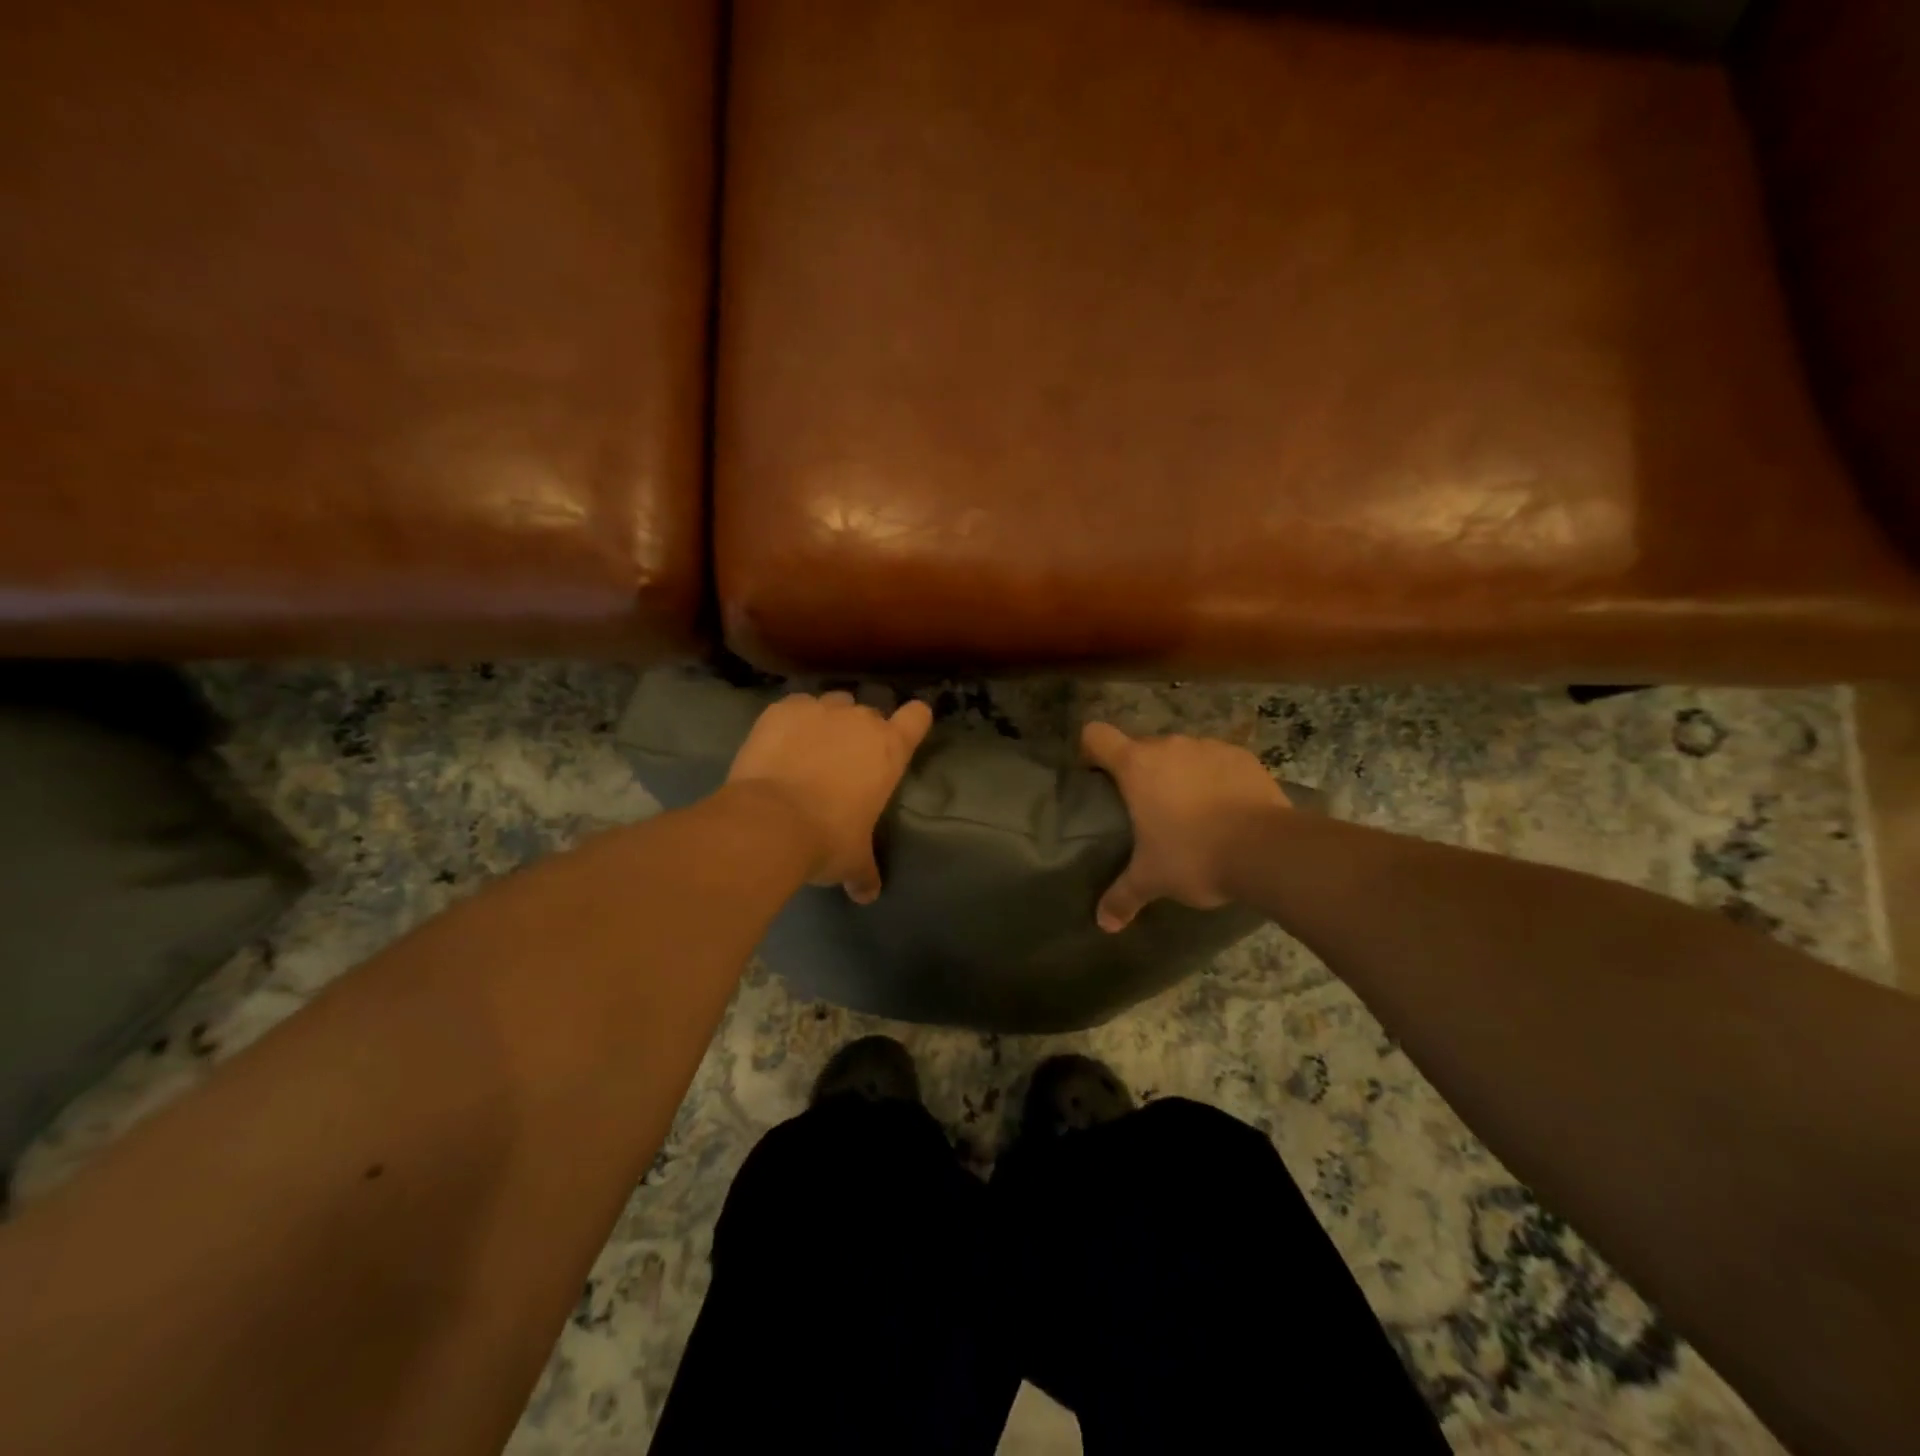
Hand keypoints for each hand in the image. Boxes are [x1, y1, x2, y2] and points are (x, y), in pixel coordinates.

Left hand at [726, 691, 933, 903]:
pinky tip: (778, 744)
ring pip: (832, 704)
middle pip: (870, 712)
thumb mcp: (853, 860)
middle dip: (859, 732)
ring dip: (826, 722)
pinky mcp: (782, 709)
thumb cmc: (826, 839)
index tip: (904, 731)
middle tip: (843, 762)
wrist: (769, 823)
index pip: (917, 717)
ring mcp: (820, 709)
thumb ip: (865, 872)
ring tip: (808, 750)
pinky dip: (790, 721)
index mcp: (889, 750)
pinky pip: (795, 707)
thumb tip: (868, 896)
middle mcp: (859, 720)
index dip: (912, 722)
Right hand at [1081, 722, 1289, 931]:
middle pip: (1140, 747)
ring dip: (1178, 774)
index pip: (1096, 735)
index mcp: (1137, 766)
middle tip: (1145, 809)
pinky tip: (1224, 809)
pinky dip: (1214, 778)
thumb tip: (1104, 924)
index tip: (1096, 778)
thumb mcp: (1152, 880)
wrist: (1268, 850)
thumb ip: (1122, 897)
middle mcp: (1170, 746)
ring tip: (1190, 811)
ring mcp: (1209, 747)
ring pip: (1181, 754)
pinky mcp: (1242, 757)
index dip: (1090, 752)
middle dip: (1139, 773)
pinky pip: (1216, 761)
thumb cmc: (1194, 856)